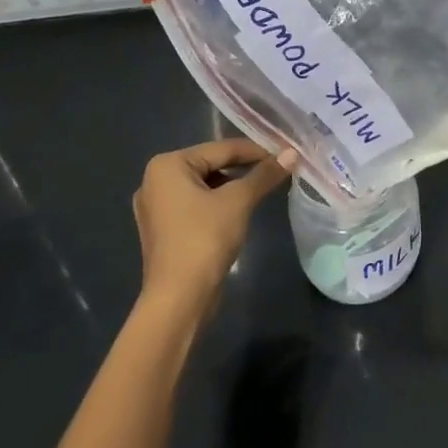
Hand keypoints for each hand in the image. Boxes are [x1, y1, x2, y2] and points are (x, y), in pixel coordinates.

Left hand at [132, 138, 295, 315]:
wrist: (179, 298)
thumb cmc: (204, 239)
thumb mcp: (239, 201)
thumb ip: (264, 174)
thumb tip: (292, 153)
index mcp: (167, 166)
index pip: (221, 149)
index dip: (256, 151)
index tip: (284, 156)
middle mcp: (155, 180)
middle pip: (211, 165)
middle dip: (244, 169)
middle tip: (276, 172)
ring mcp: (156, 207)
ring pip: (204, 186)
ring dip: (233, 187)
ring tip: (262, 191)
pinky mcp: (163, 229)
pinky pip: (196, 205)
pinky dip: (218, 204)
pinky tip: (239, 212)